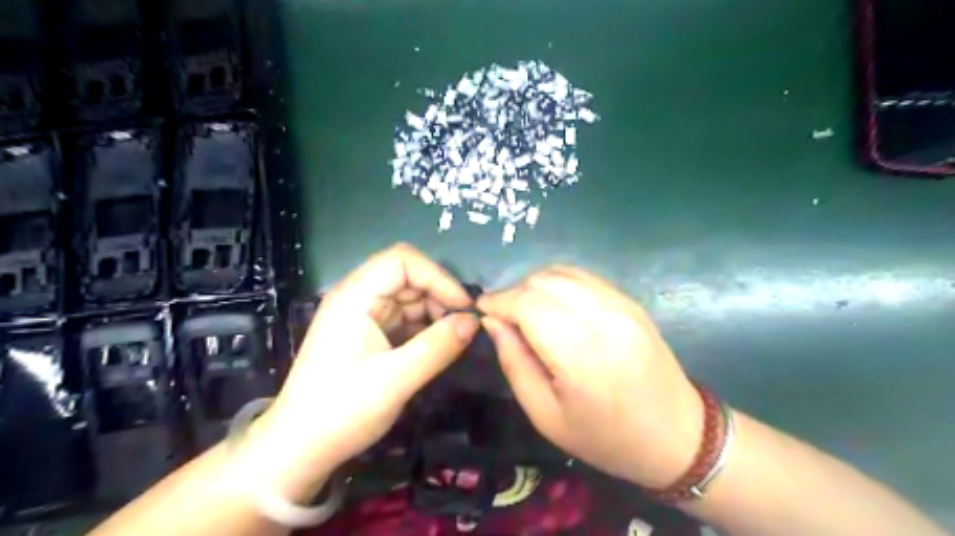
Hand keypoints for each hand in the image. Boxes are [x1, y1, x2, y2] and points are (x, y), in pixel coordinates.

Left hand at [249, 244, 481, 496]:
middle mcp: (357, 297)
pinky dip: (423, 328)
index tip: (462, 307)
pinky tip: (437, 346)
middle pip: (407, 276)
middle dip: (438, 296)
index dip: (437, 277)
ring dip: (433, 313)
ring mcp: (361, 316)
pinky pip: (402, 319)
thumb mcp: (396, 379)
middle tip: (463, 326)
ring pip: (408, 298)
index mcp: (355, 296)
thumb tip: (473, 322)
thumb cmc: (341, 411)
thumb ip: (438, 347)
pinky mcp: (366, 334)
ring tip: (454, 339)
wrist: (299, 449)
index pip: (402, 260)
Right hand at [483, 265, 702, 486]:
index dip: (498, 301)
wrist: (676, 435)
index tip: (482, 311)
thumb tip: (492, 322)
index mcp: (581, 354)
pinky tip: (555, 307)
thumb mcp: (545, 414)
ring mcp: (622, 305)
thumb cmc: (605, 437)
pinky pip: (584, 277)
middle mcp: (604, 319)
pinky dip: (559, 284)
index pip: (527, 303)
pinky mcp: (631, 301)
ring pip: (563, 272)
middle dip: (514, 293)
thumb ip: (513, 362)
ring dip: (535, 286)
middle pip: (543, 281)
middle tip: (505, 319)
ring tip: (527, 312)